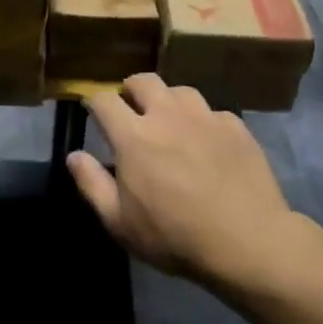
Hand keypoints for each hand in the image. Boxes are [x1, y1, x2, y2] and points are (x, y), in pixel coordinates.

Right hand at [68, 74, 300, 290]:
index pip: (103, 100)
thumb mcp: (120, 222)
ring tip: (170, 121)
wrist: (248, 242)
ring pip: (180, 91)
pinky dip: (204, 122)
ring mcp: (205, 118)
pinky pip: (213, 113)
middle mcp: (167, 115)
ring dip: (169, 101)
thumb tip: (74, 155)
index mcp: (133, 136)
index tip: (92, 111)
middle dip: (131, 89)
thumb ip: (92, 184)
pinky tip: (208, 142)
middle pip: (143, 81)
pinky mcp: (236, 127)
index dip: (93, 102)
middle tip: (131, 109)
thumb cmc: (175, 236)